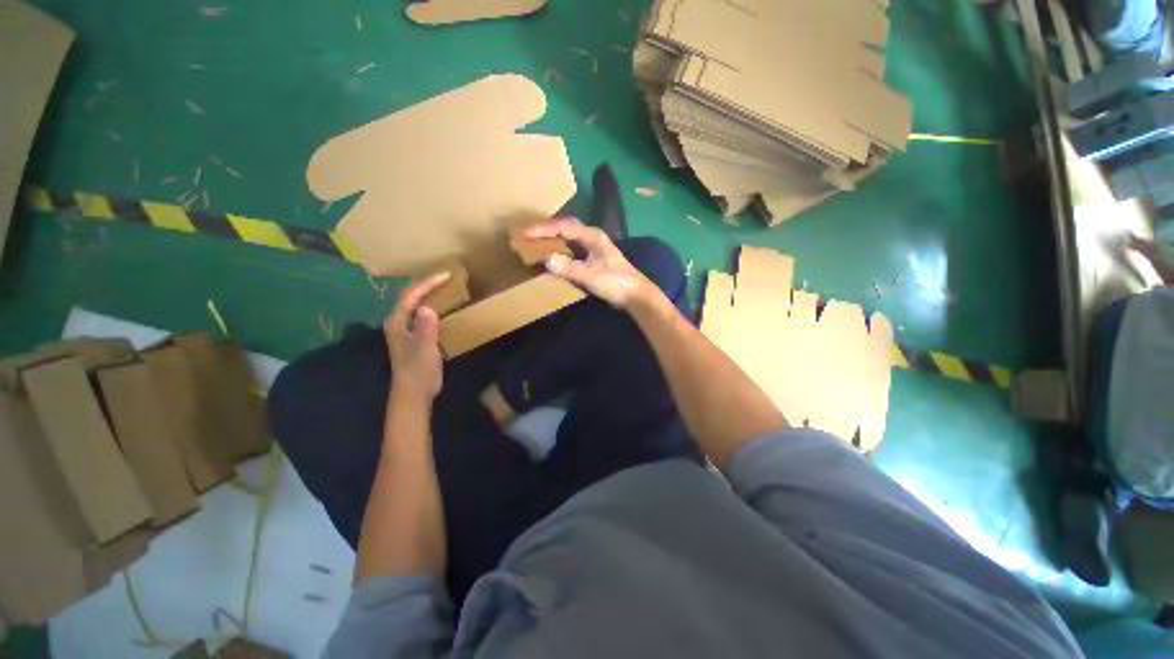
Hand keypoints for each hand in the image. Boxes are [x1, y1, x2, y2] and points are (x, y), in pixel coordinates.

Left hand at [384, 272, 450, 400]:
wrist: (415, 391)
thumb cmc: (418, 369)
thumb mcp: (423, 348)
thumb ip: (425, 328)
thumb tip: (428, 307)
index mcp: (397, 321)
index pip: (411, 295)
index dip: (428, 282)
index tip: (447, 274)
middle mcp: (399, 321)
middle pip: (412, 295)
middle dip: (428, 283)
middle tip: (448, 276)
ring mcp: (407, 328)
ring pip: (417, 303)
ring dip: (431, 292)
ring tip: (447, 285)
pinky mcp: (416, 335)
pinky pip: (424, 313)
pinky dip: (434, 304)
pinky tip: (445, 305)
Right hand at [524, 219, 658, 308]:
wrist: (635, 296)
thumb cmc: (616, 283)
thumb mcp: (591, 276)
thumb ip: (569, 268)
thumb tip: (545, 259)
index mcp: (592, 236)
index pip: (563, 227)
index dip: (542, 229)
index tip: (524, 233)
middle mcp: (592, 238)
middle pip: (564, 229)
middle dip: (545, 231)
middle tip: (525, 235)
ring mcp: (593, 249)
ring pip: (567, 239)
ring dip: (551, 240)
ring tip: (533, 244)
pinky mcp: (593, 260)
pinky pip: (571, 250)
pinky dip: (559, 251)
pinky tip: (551, 257)